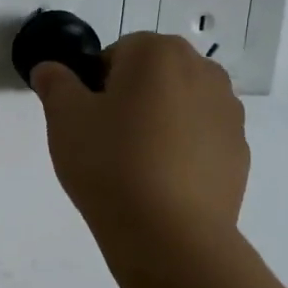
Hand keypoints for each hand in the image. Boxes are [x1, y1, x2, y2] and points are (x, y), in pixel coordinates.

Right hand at [30, 33, 249, 249]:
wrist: (170, 234)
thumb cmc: (110, 162)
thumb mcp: (64, 118)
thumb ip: (55, 84)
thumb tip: (49, 69)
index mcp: (158, 52)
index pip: (116, 54)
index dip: (95, 86)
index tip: (88, 121)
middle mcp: (203, 70)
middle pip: (153, 76)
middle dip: (130, 99)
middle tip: (107, 142)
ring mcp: (228, 112)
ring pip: (179, 106)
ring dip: (159, 122)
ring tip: (136, 166)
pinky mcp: (239, 151)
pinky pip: (200, 139)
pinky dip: (182, 151)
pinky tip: (162, 184)